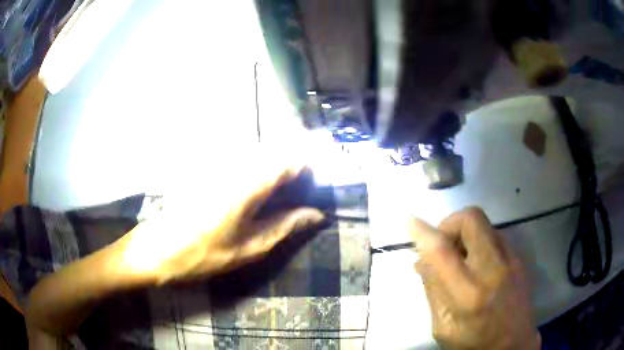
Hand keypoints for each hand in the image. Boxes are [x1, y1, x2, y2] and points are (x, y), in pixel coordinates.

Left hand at [117, 165, 324, 284]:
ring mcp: (218, 162)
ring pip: (260, 150)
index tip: (320, 183)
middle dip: (297, 161)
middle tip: (306, 186)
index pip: (290, 158)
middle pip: (276, 147)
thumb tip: (316, 215)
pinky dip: (259, 165)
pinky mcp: (207, 166)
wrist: (156, 249)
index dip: (311, 166)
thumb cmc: (202, 255)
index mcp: (247, 184)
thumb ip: (284, 226)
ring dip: (278, 162)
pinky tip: (258, 186)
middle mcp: (234, 164)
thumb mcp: (248, 249)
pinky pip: (242, 156)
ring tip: (287, 187)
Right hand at [410, 207, 539, 349]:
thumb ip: (433, 291)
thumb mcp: (443, 327)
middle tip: (443, 244)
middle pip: (471, 219)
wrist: (514, 345)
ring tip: (459, 257)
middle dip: (450, 224)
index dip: (423, 233)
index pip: (442, 252)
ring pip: (484, 224)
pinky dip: (479, 242)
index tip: (409, 221)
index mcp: (468, 295)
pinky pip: (495, 236)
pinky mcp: (519, 259)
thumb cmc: (473, 343)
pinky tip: (477, 264)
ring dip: (465, 233)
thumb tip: (421, 261)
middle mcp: (492, 270)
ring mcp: (510, 261)